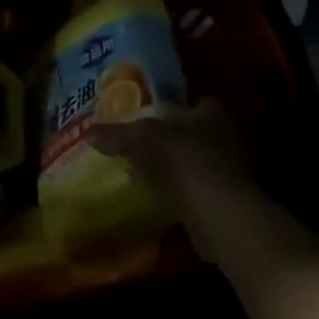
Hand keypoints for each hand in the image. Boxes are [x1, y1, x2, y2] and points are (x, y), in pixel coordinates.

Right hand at [88, 97, 247, 239]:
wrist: (220, 215)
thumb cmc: (186, 162)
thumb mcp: (145, 140)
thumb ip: (119, 134)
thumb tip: (88, 133)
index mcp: (213, 113)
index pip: (196, 102)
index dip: (174, 109)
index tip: (151, 117)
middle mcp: (227, 137)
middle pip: (194, 133)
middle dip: (172, 140)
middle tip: (142, 145)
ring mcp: (229, 171)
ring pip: (195, 163)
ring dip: (174, 168)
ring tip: (143, 172)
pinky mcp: (226, 202)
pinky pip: (195, 190)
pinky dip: (178, 193)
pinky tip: (158, 198)